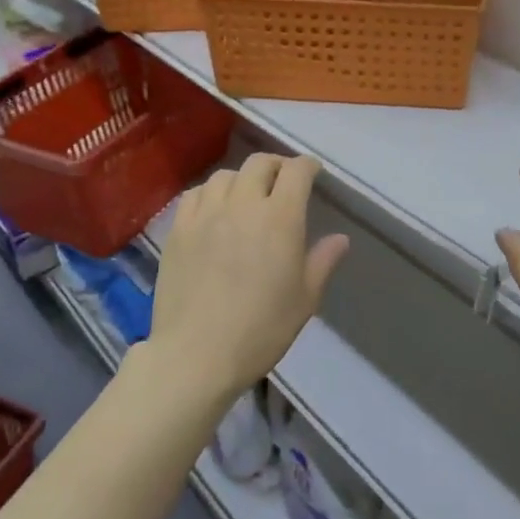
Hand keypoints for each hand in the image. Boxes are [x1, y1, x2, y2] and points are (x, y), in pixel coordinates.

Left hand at [149, 153, 349, 403]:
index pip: (296, 172)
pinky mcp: (178, 229)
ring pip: (225, 175)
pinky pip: (195, 194)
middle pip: (259, 164)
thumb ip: (323, 261)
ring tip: (247, 195)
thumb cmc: (261, 329)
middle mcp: (243, 205)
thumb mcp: (304, 299)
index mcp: (280, 218)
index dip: (307, 166)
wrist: (196, 354)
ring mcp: (206, 214)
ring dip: (242, 178)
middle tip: (283, 181)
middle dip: (276, 165)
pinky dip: (210, 192)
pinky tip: (214, 209)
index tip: (313, 172)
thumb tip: (340, 238)